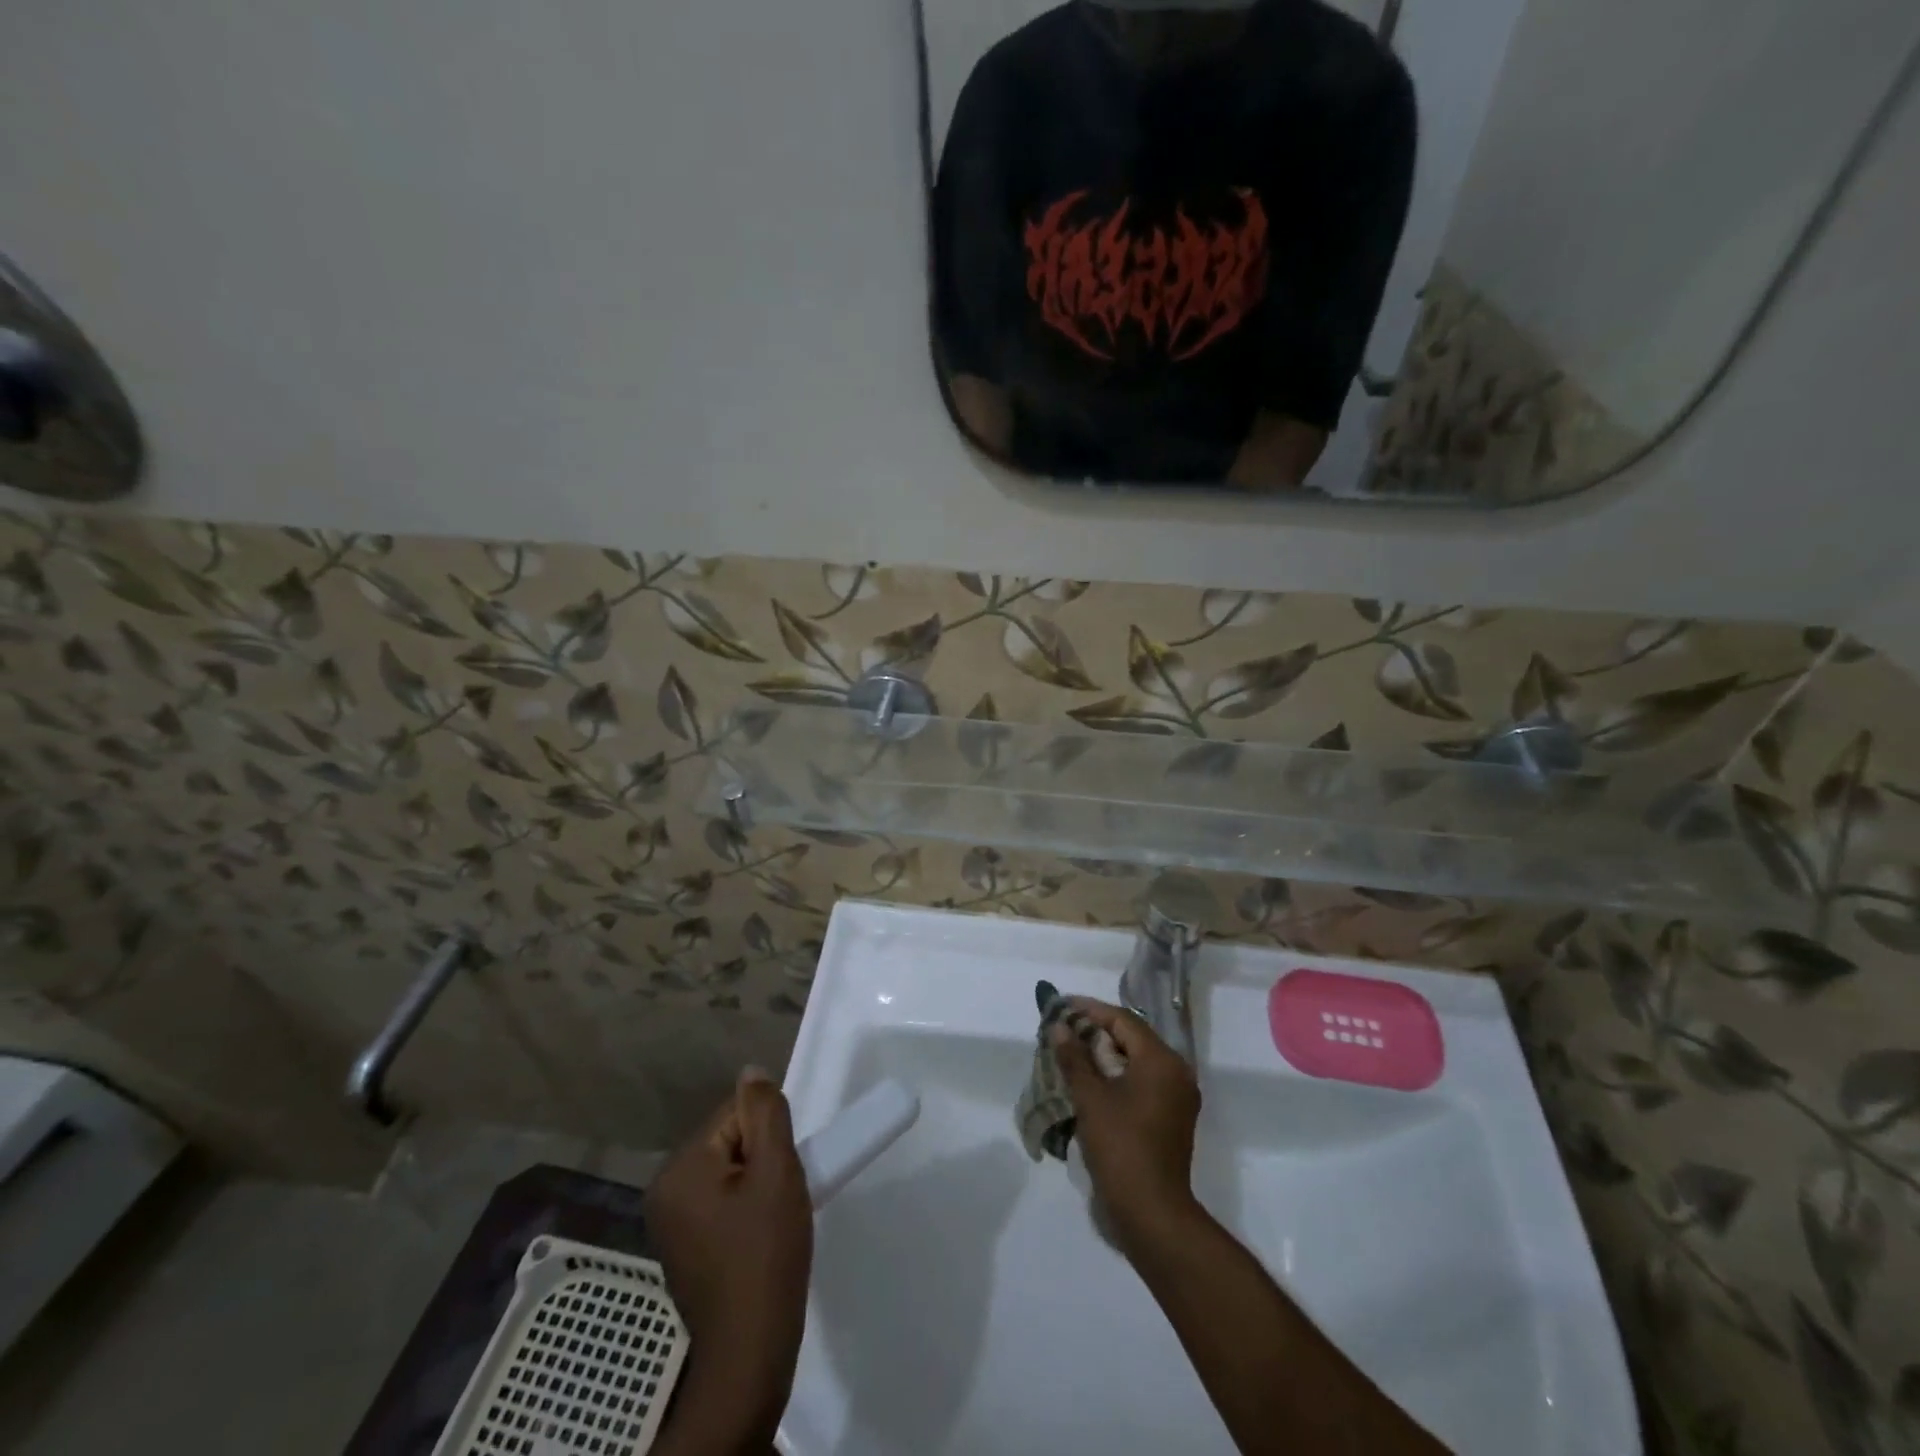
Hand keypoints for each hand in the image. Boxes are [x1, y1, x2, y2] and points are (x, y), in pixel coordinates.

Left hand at [648, 1068, 811, 1448]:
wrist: (749, 1352)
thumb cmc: (766, 1254)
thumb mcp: (777, 1172)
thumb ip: (766, 1114)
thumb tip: (752, 1071)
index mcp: (680, 1167)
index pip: (734, 1114)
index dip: (769, 1135)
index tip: (784, 1172)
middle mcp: (664, 1188)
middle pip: (729, 1141)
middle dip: (762, 1158)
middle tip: (783, 1196)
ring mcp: (669, 1221)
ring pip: (727, 1171)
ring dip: (756, 1182)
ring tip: (775, 1218)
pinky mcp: (682, 1246)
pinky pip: (719, 1201)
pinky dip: (744, 1207)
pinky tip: (760, 1236)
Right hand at [1051, 998, 1202, 1255]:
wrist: (1152, 1214)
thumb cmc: (1121, 1147)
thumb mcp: (1090, 1098)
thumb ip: (1074, 1057)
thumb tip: (1059, 1026)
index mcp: (1162, 1061)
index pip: (1123, 1020)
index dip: (1090, 1010)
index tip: (1061, 1006)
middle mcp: (1176, 1073)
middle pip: (1132, 1038)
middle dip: (1096, 1031)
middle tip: (1063, 1029)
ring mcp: (1177, 1098)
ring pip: (1136, 1061)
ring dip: (1105, 1054)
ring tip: (1071, 1052)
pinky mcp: (1171, 1119)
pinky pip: (1142, 1083)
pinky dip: (1117, 1076)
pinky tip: (1091, 1082)